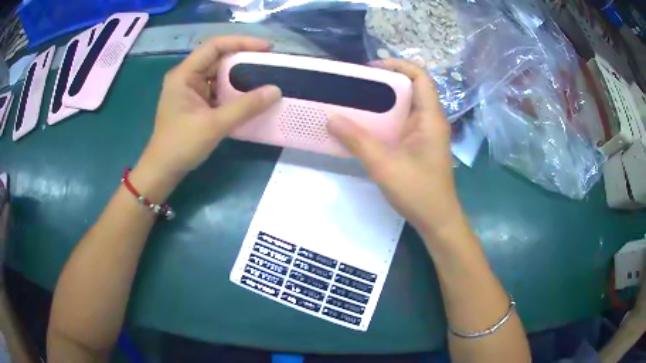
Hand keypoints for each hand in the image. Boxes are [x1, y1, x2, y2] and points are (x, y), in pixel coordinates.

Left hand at [139, 36, 281, 178]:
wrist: (163, 170)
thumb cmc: (181, 145)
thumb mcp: (214, 125)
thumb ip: (245, 107)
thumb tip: (276, 91)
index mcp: (184, 75)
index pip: (214, 46)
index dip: (241, 42)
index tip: (266, 49)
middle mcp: (187, 77)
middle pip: (218, 58)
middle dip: (244, 59)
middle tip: (269, 64)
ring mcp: (191, 90)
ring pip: (219, 74)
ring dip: (240, 75)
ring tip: (264, 77)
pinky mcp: (196, 102)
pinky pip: (218, 89)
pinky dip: (234, 90)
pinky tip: (249, 95)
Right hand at [327, 59, 463, 236]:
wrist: (437, 221)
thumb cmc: (418, 191)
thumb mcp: (384, 165)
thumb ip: (357, 141)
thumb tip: (330, 118)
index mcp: (430, 117)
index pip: (420, 77)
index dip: (397, 65)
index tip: (370, 69)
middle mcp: (429, 120)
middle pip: (409, 89)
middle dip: (383, 83)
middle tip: (355, 85)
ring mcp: (424, 134)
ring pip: (403, 107)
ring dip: (381, 102)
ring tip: (354, 101)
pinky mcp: (418, 146)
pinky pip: (400, 124)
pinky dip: (383, 120)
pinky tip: (363, 126)